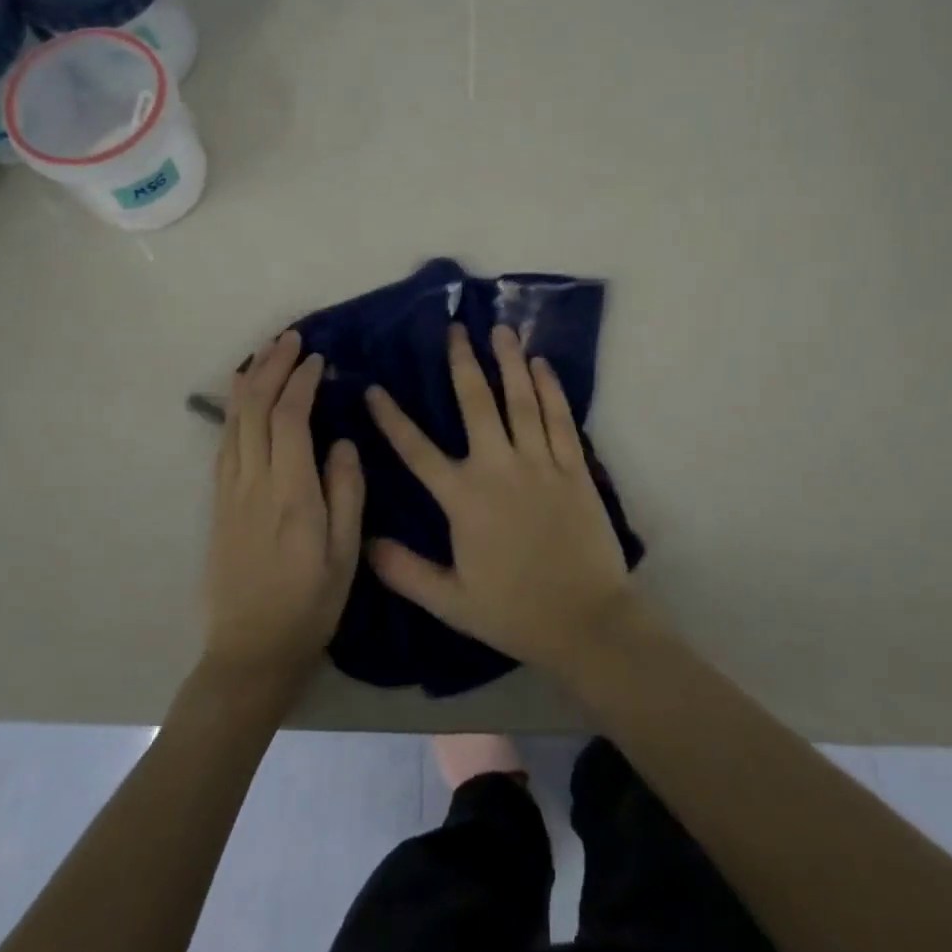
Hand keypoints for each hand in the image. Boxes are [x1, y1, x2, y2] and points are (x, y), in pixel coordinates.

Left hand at [203, 330, 363, 696]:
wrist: (249, 653)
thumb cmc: (308, 606)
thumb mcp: (345, 555)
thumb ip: (346, 493)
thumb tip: (343, 442)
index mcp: (290, 494)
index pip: (290, 418)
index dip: (301, 382)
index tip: (318, 359)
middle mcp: (253, 483)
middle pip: (255, 409)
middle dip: (272, 366)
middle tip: (290, 338)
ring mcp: (229, 492)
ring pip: (234, 421)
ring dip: (250, 382)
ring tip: (266, 354)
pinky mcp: (217, 504)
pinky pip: (224, 443)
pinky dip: (234, 410)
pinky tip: (243, 399)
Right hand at [365, 324, 638, 678]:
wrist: (587, 621)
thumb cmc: (515, 612)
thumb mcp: (450, 601)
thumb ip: (404, 570)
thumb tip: (365, 539)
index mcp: (464, 499)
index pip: (417, 450)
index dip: (392, 419)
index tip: (375, 388)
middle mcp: (499, 468)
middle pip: (476, 404)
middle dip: (462, 363)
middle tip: (455, 329)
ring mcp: (540, 463)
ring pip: (520, 400)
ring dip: (508, 362)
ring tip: (500, 329)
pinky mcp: (574, 467)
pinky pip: (559, 418)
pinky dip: (550, 388)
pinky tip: (541, 364)